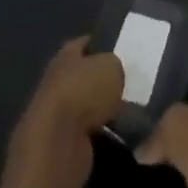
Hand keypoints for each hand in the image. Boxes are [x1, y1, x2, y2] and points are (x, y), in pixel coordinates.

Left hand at [9, 38, 123, 180]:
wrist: (57, 145)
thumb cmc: (84, 93)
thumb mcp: (111, 67)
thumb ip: (115, 66)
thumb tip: (116, 74)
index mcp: (65, 55)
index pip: (86, 43)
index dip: (103, 43)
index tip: (124, 50)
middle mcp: (56, 81)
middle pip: (85, 77)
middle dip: (105, 81)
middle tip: (132, 84)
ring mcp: (56, 115)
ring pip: (87, 107)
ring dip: (104, 110)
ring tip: (131, 112)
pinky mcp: (60, 144)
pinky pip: (88, 133)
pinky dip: (103, 134)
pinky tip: (121, 134)